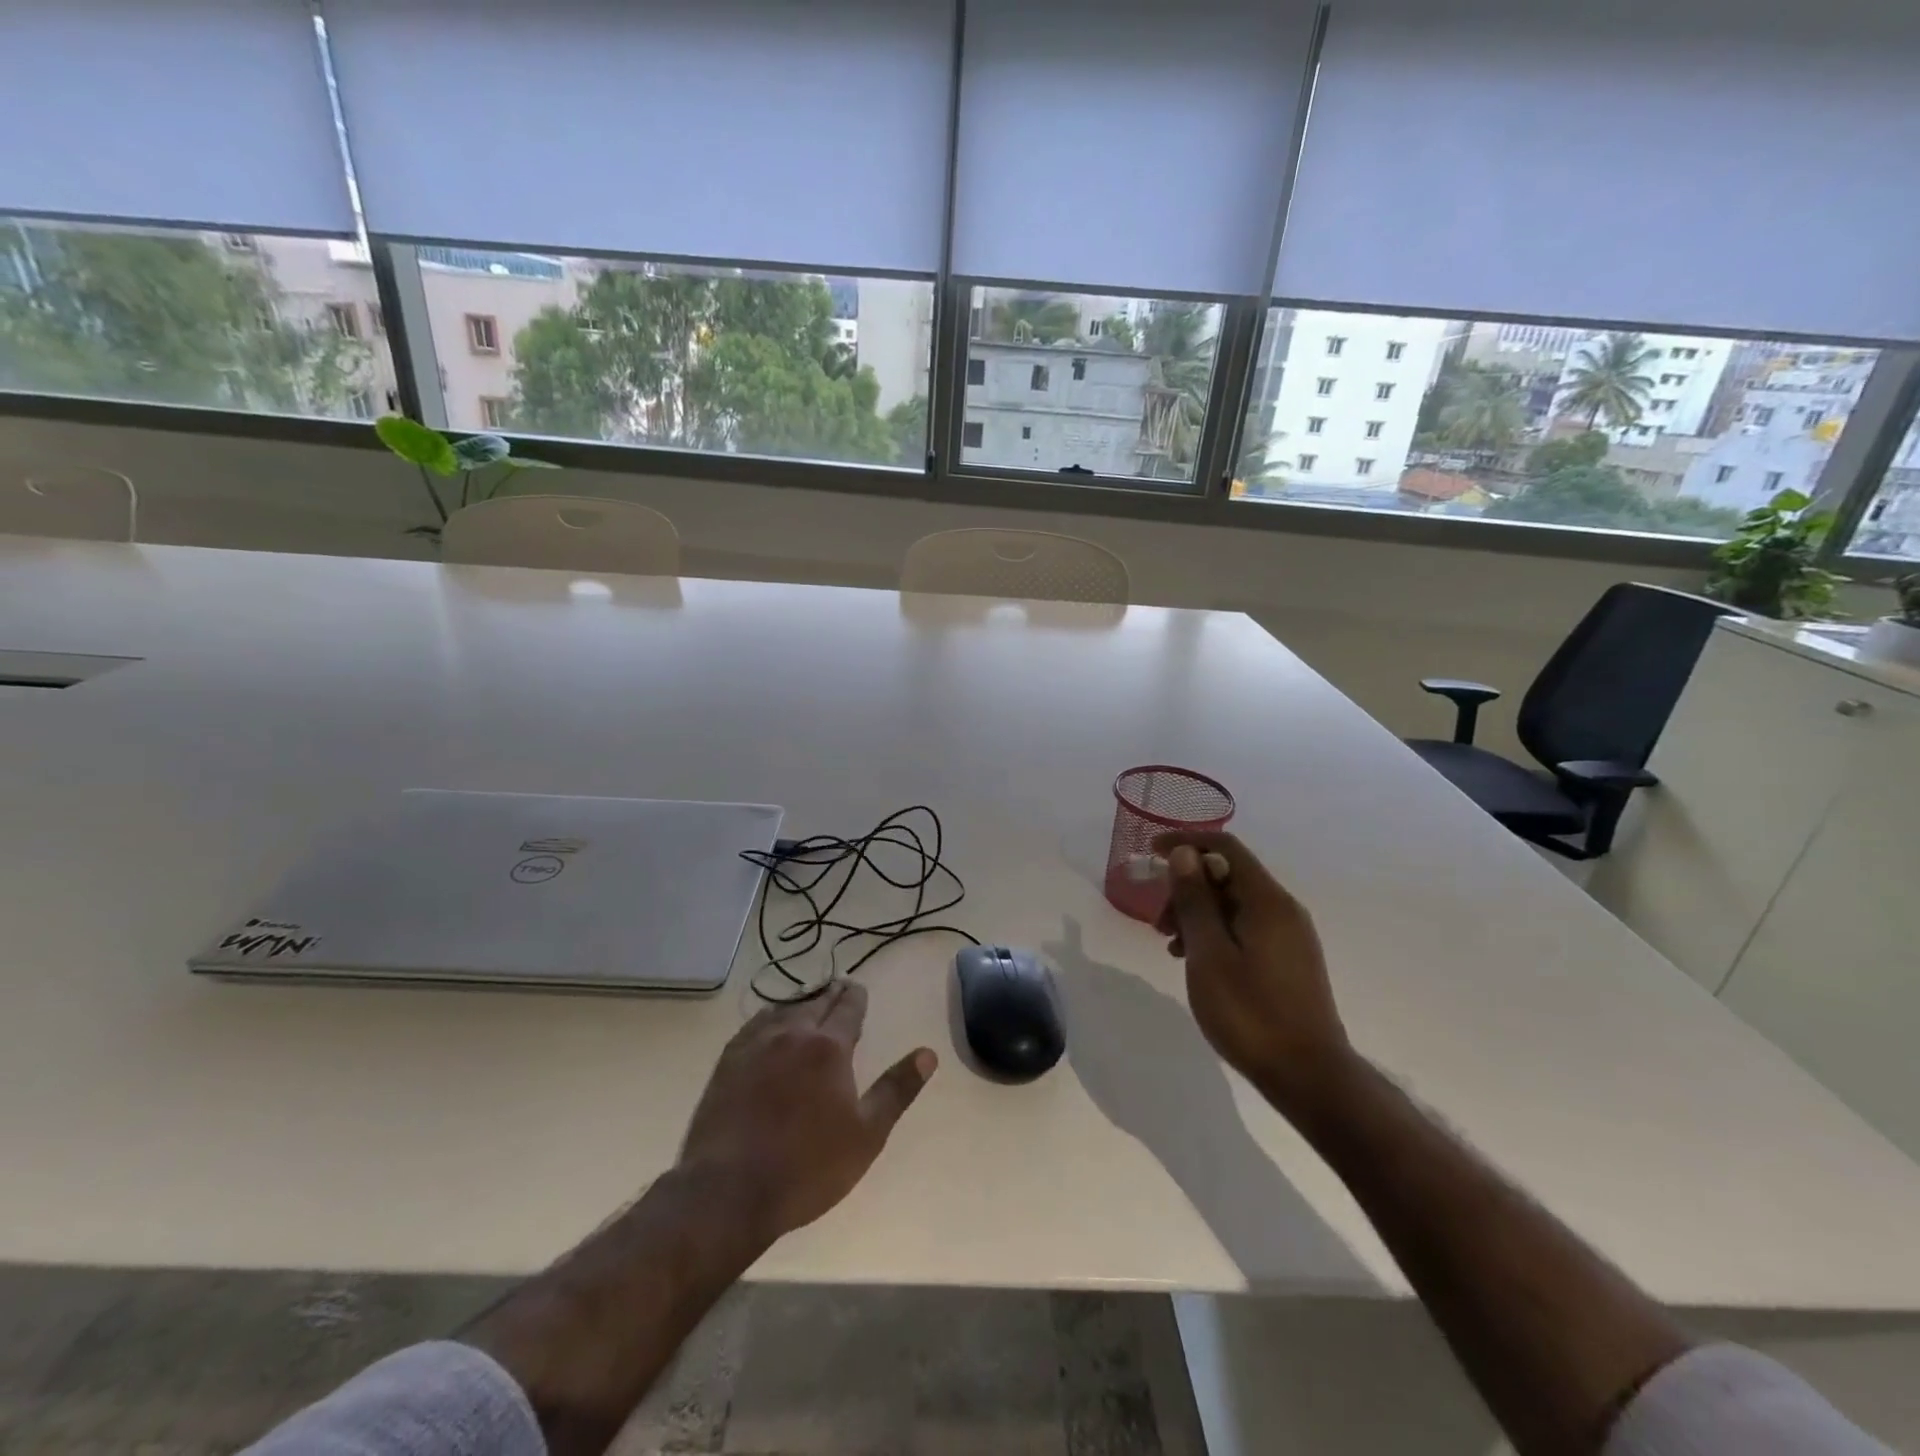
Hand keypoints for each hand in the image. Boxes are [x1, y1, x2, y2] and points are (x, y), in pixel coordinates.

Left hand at [678, 981, 935, 1240]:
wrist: (727, 1192)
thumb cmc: (806, 1167)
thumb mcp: (866, 1135)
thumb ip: (896, 1089)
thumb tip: (928, 1054)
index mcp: (828, 1048)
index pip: (847, 1008)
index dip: (855, 996)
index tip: (858, 987)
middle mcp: (792, 1034)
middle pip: (816, 1002)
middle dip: (831, 994)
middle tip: (839, 988)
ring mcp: (755, 1045)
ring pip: (784, 1009)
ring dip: (801, 1002)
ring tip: (809, 1002)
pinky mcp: (728, 1061)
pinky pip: (755, 1024)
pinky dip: (770, 1016)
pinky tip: (769, 1023)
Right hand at [1153, 831, 1353, 1115]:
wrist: (1309, 1076)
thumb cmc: (1251, 1013)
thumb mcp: (1209, 954)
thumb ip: (1195, 900)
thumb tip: (1185, 854)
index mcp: (1267, 901)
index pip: (1225, 848)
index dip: (1186, 842)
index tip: (1152, 852)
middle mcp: (1283, 909)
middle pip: (1228, 876)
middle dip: (1186, 889)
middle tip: (1158, 923)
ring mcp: (1289, 936)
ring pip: (1234, 905)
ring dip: (1197, 915)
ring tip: (1171, 948)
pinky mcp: (1288, 960)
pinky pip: (1245, 928)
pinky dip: (1215, 934)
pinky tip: (1196, 962)